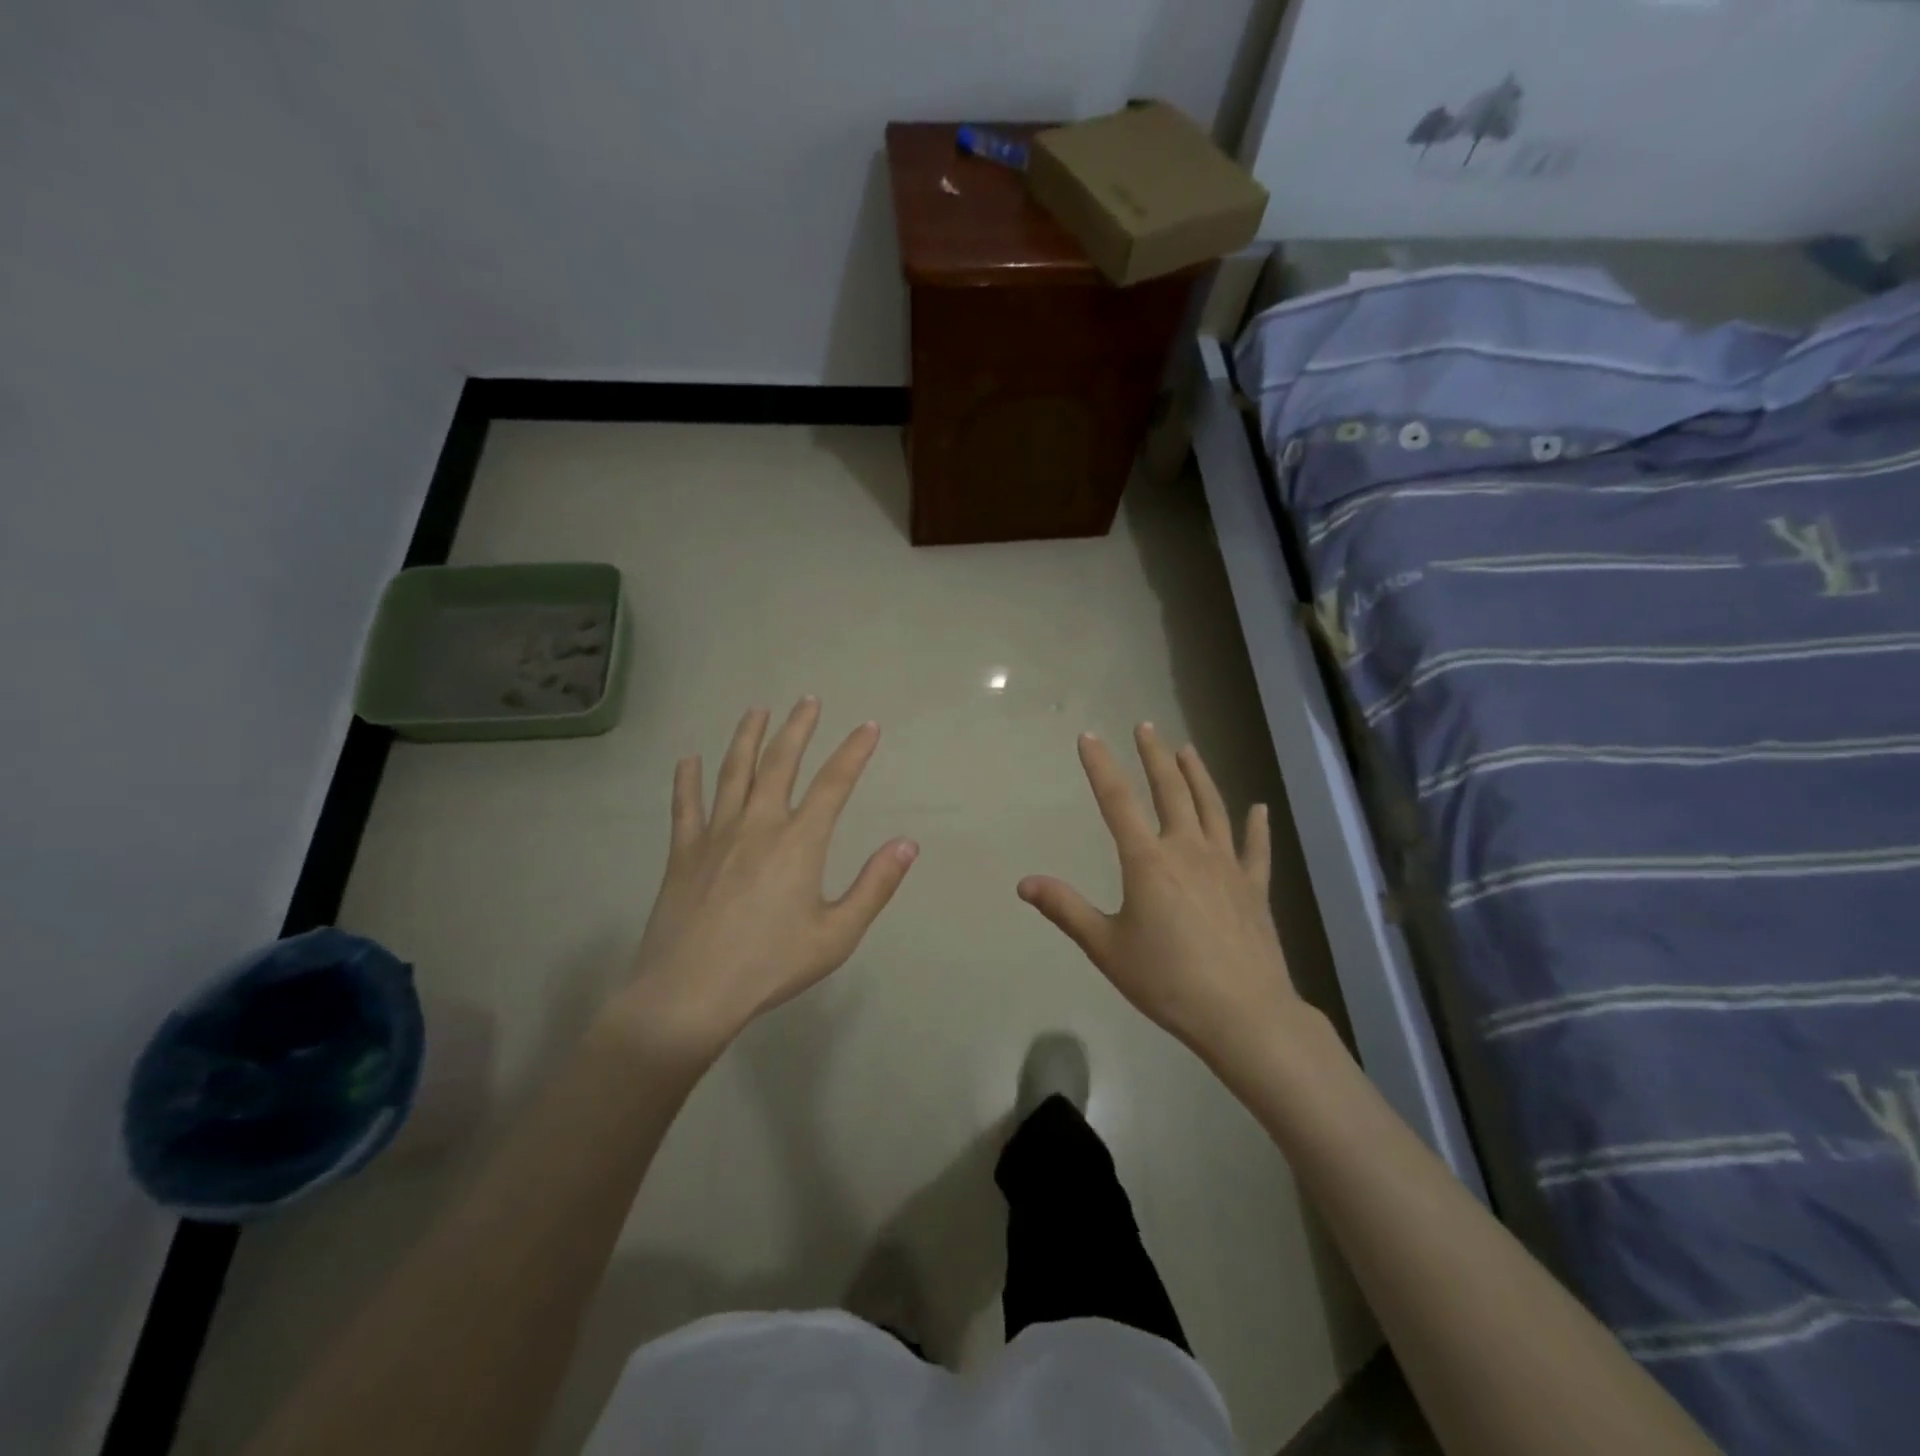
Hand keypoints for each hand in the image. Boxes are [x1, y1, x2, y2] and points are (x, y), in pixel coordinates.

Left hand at [609, 699, 917, 1058]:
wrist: (690, 992)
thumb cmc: (770, 965)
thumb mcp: (837, 935)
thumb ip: (874, 886)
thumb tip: (907, 844)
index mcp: (799, 842)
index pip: (834, 783)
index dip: (854, 752)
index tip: (869, 727)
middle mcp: (758, 824)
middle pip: (780, 763)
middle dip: (797, 728)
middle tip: (807, 700)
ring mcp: (716, 834)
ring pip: (733, 773)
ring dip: (747, 738)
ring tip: (756, 711)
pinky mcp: (683, 852)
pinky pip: (685, 805)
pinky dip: (687, 779)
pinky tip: (688, 759)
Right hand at [1018, 725, 1301, 1072]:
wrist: (1243, 1014)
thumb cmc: (1167, 980)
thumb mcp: (1105, 947)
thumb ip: (1066, 909)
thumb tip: (1024, 882)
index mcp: (1148, 861)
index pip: (1117, 801)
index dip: (1101, 766)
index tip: (1089, 737)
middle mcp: (1188, 850)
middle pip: (1170, 791)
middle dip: (1154, 756)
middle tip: (1146, 726)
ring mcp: (1226, 865)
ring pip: (1211, 807)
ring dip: (1198, 775)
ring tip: (1187, 749)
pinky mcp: (1254, 887)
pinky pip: (1255, 848)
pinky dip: (1256, 825)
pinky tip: (1258, 806)